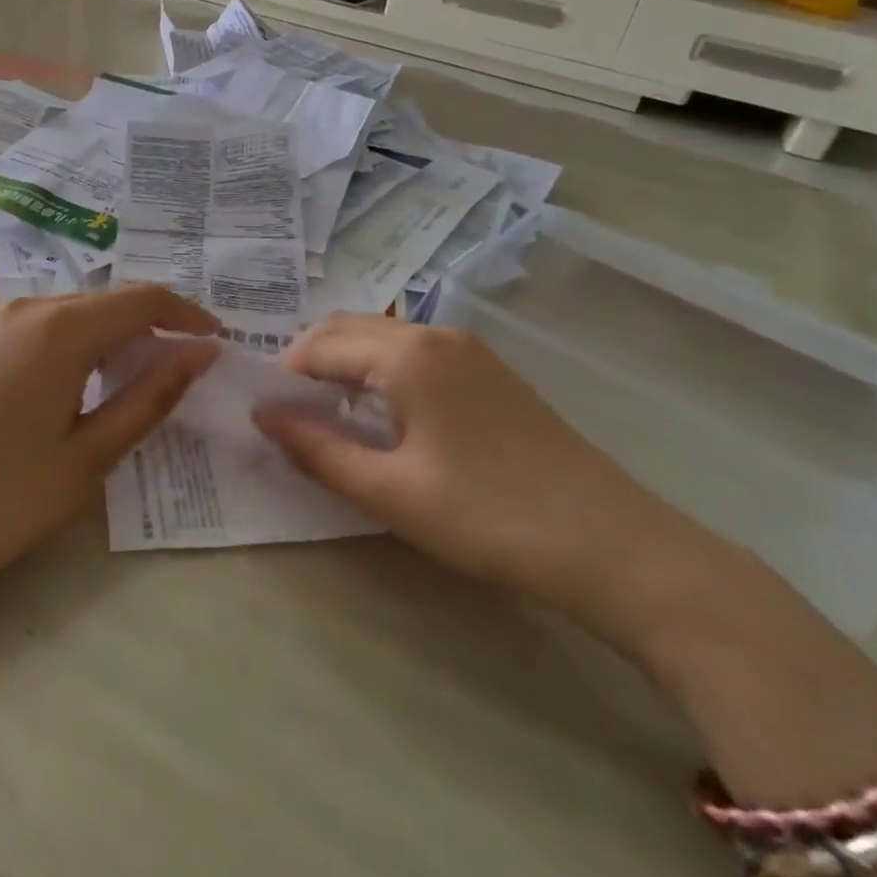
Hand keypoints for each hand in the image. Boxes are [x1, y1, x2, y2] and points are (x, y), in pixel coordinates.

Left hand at [0, 286, 220, 619]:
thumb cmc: (1, 499)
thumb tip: (200, 353)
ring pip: (61, 318)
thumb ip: (151, 396)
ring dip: (102, 340)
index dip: (185, 314)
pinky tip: (58, 395)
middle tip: (175, 368)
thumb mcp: (90, 455)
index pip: (141, 300)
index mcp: (59, 329)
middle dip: (145, 327)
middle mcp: (20, 311)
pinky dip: (61, 351)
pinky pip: (26, 335)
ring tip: (122, 383)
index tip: (214, 340)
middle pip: (100, 304)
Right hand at [255, 316, 695, 632]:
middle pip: (348, 331)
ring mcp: (468, 350)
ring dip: (346, 368)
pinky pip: (414, 356)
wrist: (612, 545)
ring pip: (382, 341)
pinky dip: (381, 374)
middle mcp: (434, 334)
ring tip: (331, 422)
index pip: (320, 346)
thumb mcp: (390, 491)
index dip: (284, 378)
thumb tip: (263, 416)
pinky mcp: (489, 372)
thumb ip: (318, 450)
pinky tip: (385, 420)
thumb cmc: (488, 516)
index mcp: (406, 354)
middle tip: (291, 418)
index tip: (267, 418)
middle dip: (310, 364)